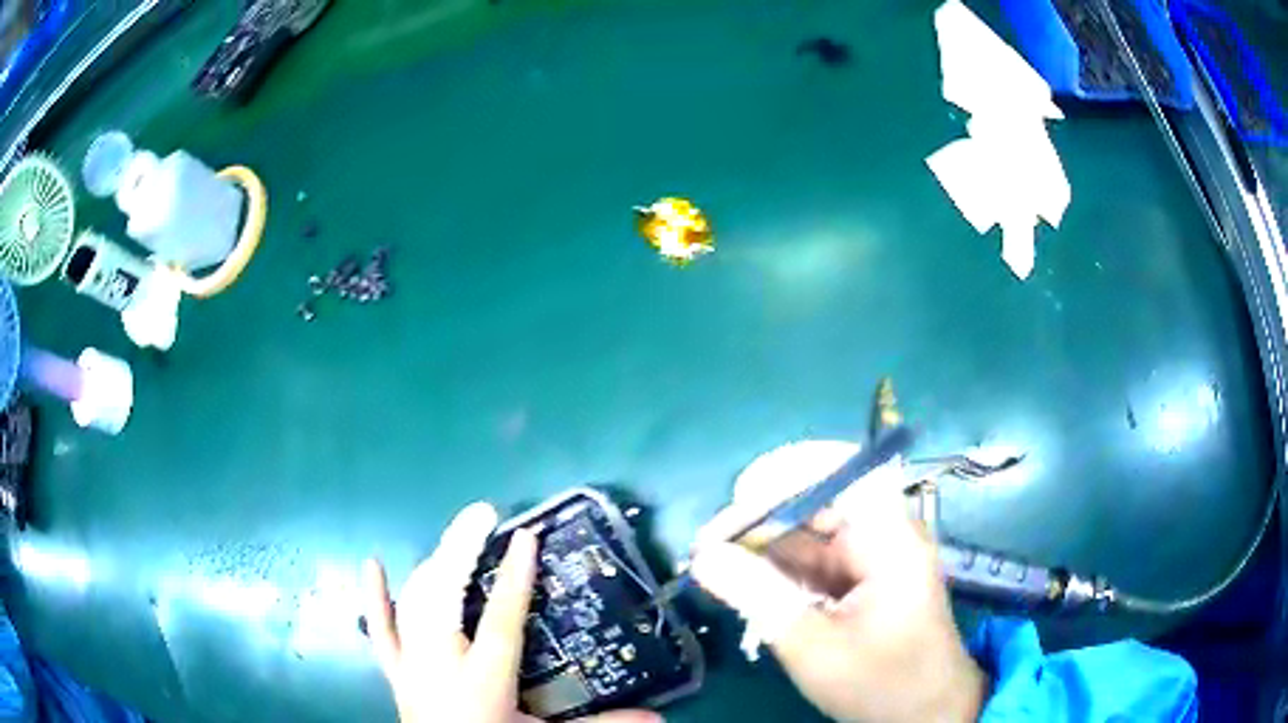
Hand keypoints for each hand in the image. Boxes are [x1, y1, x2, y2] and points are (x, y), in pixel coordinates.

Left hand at [362, 501, 662, 722]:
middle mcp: (441, 665)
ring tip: (457, 536)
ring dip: (434, 564)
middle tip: (483, 513)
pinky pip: (381, 630)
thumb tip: (660, 719)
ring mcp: (412, 665)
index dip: (515, 578)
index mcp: (483, 682)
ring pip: (416, 603)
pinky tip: (371, 564)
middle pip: (444, 597)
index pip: (500, 621)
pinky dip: (375, 597)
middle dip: (461, 549)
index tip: (525, 536)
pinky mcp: (396, 672)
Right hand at [690, 442, 987, 722]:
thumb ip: (758, 595)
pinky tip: (747, 589)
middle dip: (761, 524)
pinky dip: (781, 575)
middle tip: (707, 551)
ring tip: (715, 570)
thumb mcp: (813, 644)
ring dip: (764, 552)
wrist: (924, 714)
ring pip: (809, 536)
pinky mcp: (862, 581)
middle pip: (815, 505)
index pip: (834, 473)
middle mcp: (883, 533)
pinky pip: (815, 564)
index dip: (781, 481)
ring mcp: (873, 557)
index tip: (731, 512)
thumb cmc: (880, 681)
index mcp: (887, 535)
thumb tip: (703, 556)